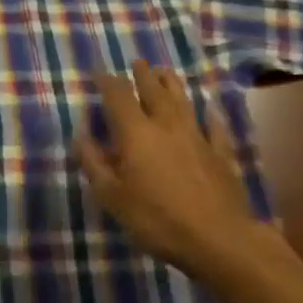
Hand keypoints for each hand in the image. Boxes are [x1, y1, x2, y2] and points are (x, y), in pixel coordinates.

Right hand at [76, 59, 269, 279]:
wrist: (220, 240)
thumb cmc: (157, 219)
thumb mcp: (112, 196)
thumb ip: (94, 163)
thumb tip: (81, 135)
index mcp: (136, 133)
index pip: (118, 96)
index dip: (107, 81)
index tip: (99, 71)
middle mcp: (166, 126)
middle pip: (153, 92)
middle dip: (143, 75)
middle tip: (138, 61)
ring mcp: (198, 138)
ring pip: (183, 102)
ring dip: (173, 84)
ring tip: (166, 71)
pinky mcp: (222, 156)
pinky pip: (215, 128)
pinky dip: (211, 116)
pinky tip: (211, 108)